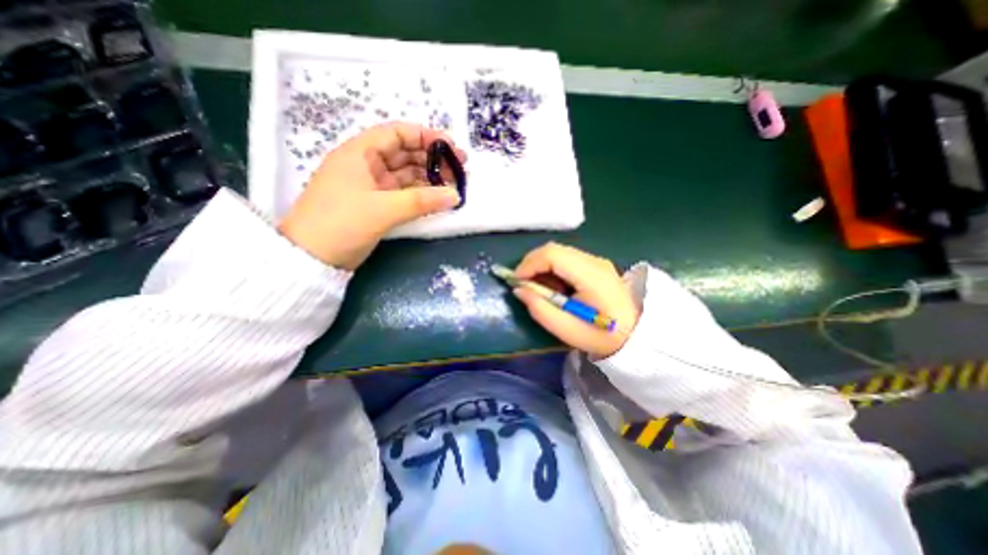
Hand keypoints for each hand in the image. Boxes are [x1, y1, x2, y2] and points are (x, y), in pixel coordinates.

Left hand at [276, 121, 464, 268]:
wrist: (311, 258)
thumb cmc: (340, 224)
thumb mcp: (382, 210)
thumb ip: (421, 201)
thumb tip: (455, 195)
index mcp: (360, 154)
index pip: (397, 133)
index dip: (425, 137)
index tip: (451, 148)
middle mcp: (366, 166)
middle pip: (405, 154)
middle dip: (433, 159)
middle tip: (460, 170)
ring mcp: (372, 187)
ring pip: (407, 176)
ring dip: (430, 179)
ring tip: (454, 185)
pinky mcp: (376, 206)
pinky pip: (404, 194)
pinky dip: (421, 196)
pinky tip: (438, 199)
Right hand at [510, 243, 640, 357]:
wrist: (635, 335)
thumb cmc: (600, 335)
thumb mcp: (566, 329)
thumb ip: (539, 308)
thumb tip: (519, 289)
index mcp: (590, 275)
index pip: (552, 255)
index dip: (529, 264)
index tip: (516, 281)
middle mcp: (593, 261)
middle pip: (554, 249)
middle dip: (532, 263)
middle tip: (523, 283)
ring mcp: (596, 261)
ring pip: (559, 252)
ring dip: (542, 266)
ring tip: (538, 287)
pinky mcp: (595, 265)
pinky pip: (566, 259)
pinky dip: (552, 268)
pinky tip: (554, 286)